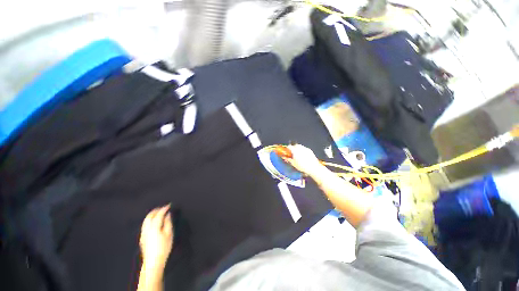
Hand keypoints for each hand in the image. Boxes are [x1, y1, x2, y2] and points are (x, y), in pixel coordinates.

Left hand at [139, 205, 173, 271]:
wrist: (153, 262)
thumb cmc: (163, 247)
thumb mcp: (169, 234)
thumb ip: (168, 222)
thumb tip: (167, 215)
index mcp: (154, 227)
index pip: (159, 214)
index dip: (164, 208)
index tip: (169, 205)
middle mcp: (146, 229)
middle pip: (149, 216)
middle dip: (156, 210)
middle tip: (163, 208)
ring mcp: (143, 234)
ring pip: (146, 220)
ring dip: (152, 215)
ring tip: (159, 213)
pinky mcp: (142, 238)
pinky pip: (145, 225)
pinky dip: (150, 220)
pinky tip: (154, 222)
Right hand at [283, 144, 325, 176]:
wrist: (313, 168)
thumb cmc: (302, 167)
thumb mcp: (294, 164)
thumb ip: (289, 159)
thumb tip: (286, 158)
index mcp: (295, 151)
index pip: (289, 146)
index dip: (287, 148)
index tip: (287, 151)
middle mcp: (300, 148)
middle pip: (295, 145)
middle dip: (293, 147)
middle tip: (292, 152)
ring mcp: (306, 149)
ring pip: (300, 146)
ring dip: (298, 148)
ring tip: (298, 154)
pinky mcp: (310, 150)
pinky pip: (305, 148)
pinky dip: (303, 150)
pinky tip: (303, 155)